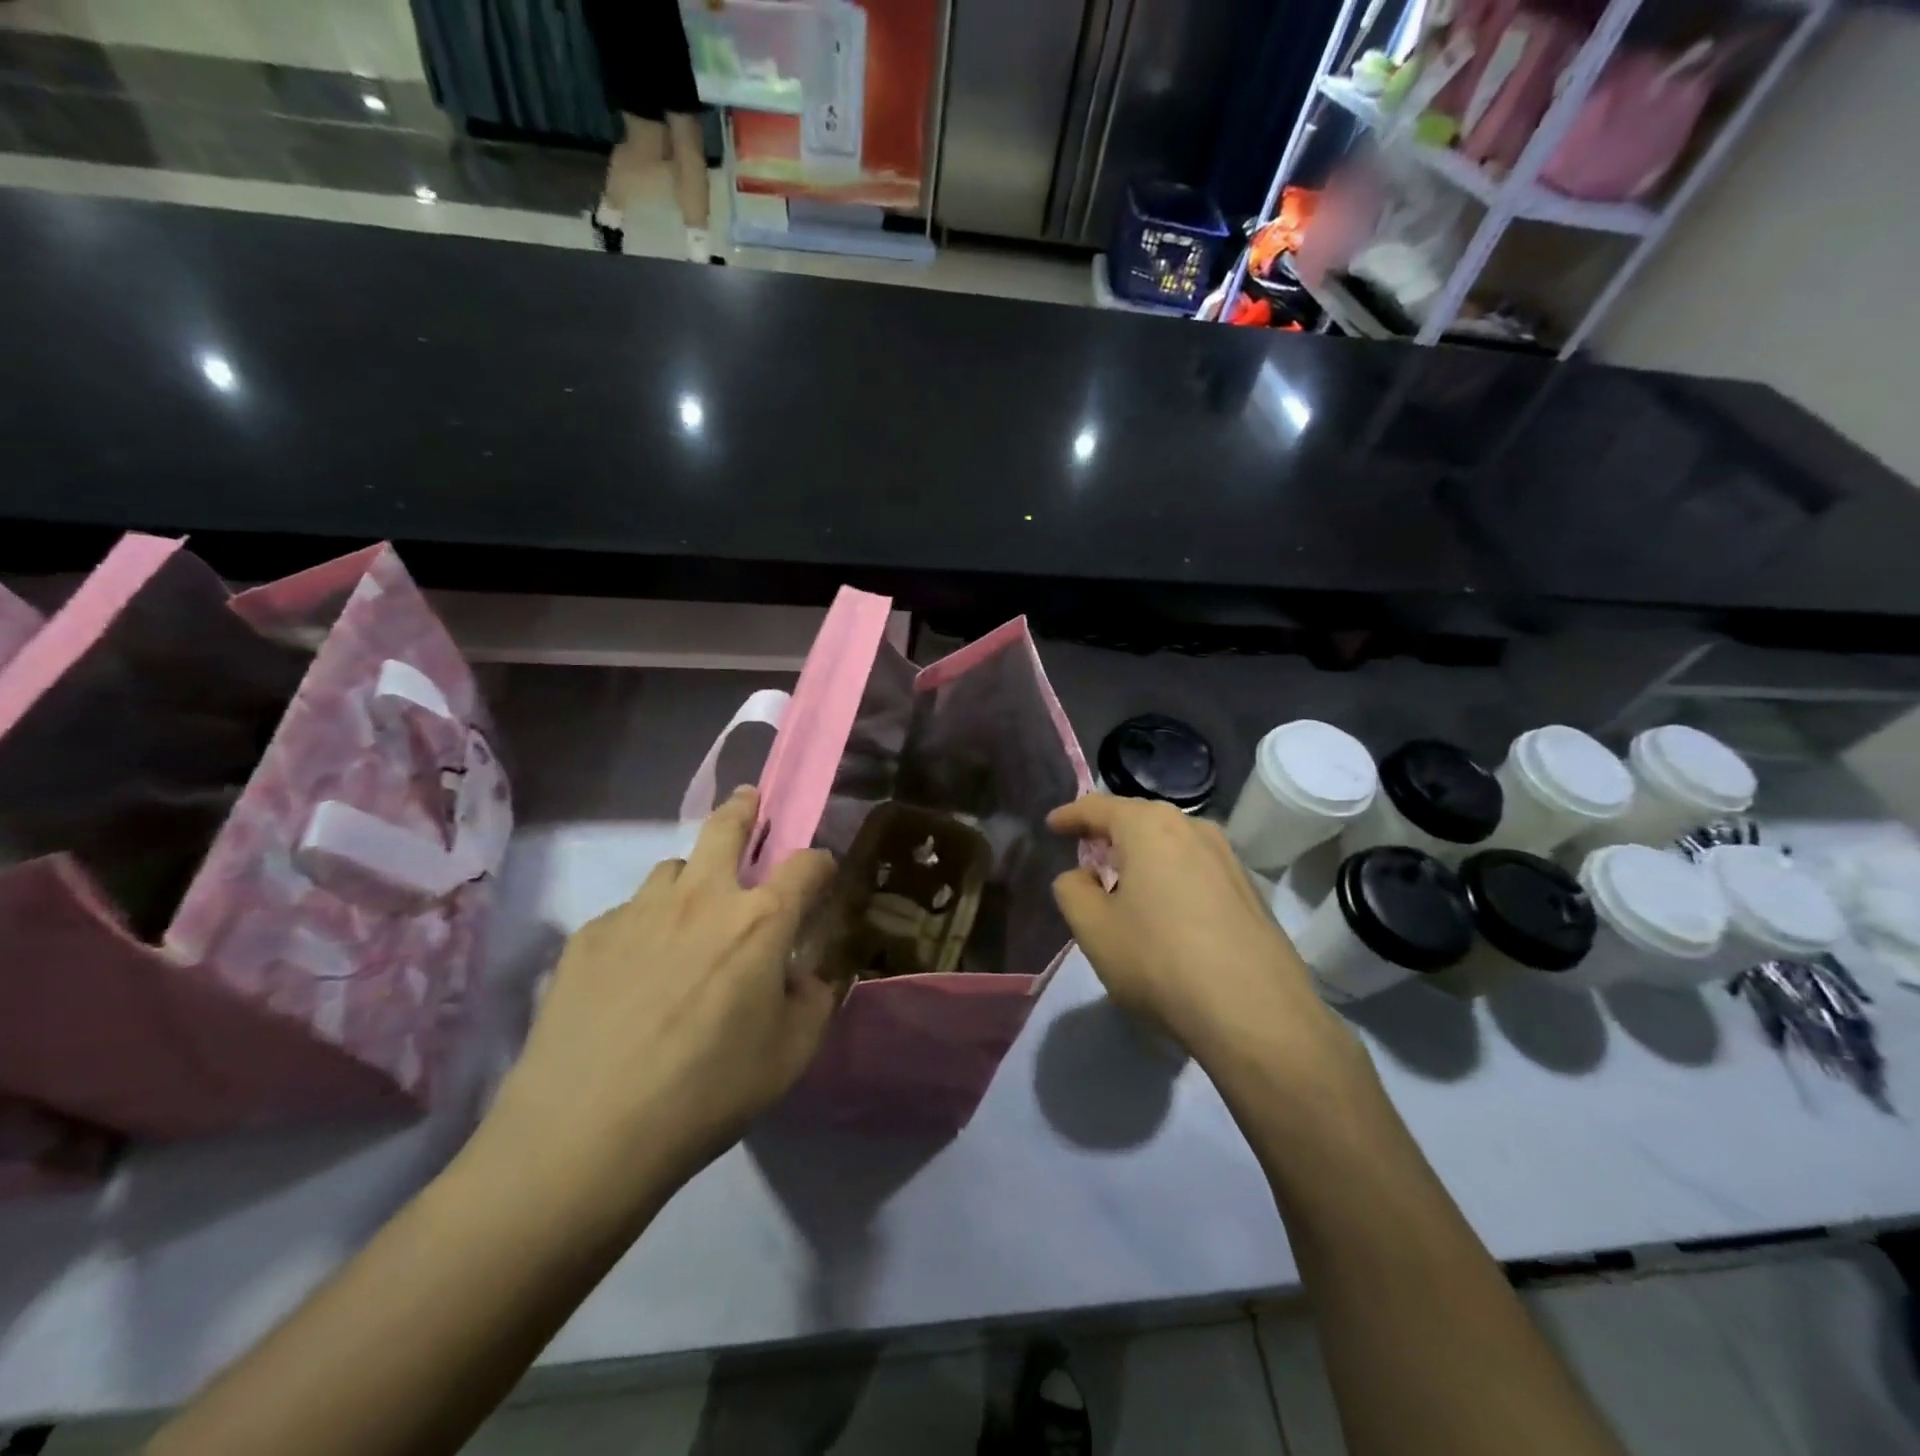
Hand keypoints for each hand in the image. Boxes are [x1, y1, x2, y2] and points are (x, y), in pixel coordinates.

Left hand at [491, 787, 836, 1196]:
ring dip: (691, 880)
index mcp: (759, 921)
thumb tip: (810, 972)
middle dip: (746, 808)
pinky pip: (629, 911)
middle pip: (727, 825)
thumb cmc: (706, 1094)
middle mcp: (701, 897)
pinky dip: (645, 926)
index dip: (821, 864)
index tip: (821, 877)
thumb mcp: (790, 1056)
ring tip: (688, 919)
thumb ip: (816, 1000)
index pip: (806, 863)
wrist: (584, 1135)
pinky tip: (634, 976)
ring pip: (672, 867)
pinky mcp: (589, 934)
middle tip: (750, 804)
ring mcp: (639, 910)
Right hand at [1047, 795, 1346, 1064]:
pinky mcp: (1250, 889)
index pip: (1099, 807)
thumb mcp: (1093, 929)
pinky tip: (1167, 910)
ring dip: (1143, 856)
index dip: (1071, 815)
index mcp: (1149, 827)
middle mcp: (1192, 828)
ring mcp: (1228, 857)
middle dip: (1110, 833)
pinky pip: (1196, 868)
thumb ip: (1072, 890)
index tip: (1052, 825)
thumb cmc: (1159, 961)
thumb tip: (1080, 875)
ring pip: (1171, 843)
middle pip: (1139, 819)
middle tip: (1087, 855)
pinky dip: (1172, 876)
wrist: (1255, 1013)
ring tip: (1125, 883)